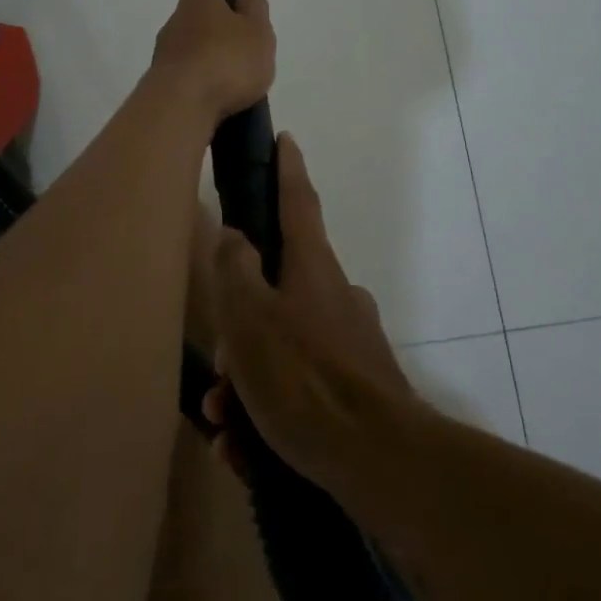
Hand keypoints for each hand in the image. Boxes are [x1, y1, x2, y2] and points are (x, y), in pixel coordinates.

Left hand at [148, 0, 275, 123]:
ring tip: (237, 72)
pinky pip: (190, 69)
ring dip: (210, 49)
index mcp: (200, 0)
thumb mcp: (256, 35)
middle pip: (196, 9)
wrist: (181, 108)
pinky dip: (205, 74)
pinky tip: (220, 93)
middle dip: (214, 14)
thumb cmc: (225, 62)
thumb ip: (254, 10)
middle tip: (238, 32)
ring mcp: (167, 51)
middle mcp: (177, 21)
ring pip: (192, 41)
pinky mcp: (164, 80)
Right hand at [201, 133, 414, 495]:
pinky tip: (248, 450)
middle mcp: (336, 295)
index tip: (285, 138)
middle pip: (278, 289)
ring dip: (249, 381)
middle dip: (241, 327)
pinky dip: (271, 413)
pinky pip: (301, 389)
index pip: (297, 200)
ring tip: (227, 425)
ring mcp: (350, 342)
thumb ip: (234, 268)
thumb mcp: (250, 316)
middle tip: (219, 373)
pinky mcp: (358, 389)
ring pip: (284, 346)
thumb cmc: (305, 377)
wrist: (381, 462)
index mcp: (312, 266)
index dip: (287, 167)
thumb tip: (233, 234)